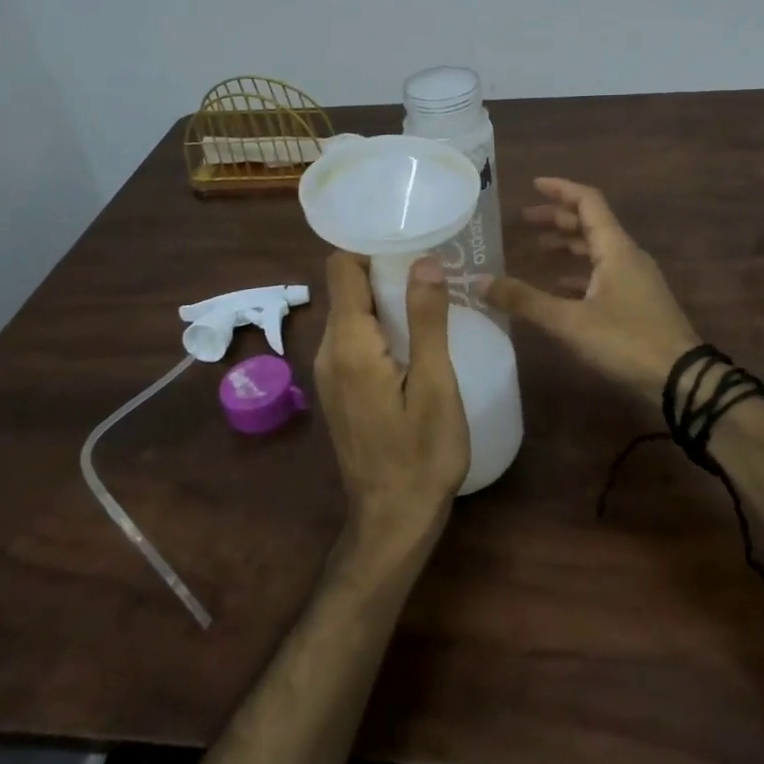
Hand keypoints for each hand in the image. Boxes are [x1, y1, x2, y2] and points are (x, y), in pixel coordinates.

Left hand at [313, 253, 469, 553]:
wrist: (392, 521)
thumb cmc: (421, 455)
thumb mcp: (435, 385)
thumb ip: (426, 320)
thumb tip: (424, 260)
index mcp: (349, 344)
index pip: (341, 268)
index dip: (372, 247)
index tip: (412, 242)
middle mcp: (329, 350)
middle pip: (347, 287)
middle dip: (385, 269)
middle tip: (434, 267)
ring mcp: (329, 372)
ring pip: (351, 312)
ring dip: (385, 298)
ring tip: (431, 298)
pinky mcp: (339, 389)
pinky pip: (354, 338)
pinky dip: (380, 325)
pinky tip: (415, 337)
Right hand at [483, 177, 699, 402]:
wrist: (682, 380)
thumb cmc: (627, 341)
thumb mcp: (570, 321)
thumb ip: (525, 301)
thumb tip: (479, 282)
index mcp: (615, 248)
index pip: (588, 202)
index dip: (560, 190)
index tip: (533, 185)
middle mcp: (627, 256)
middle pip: (591, 224)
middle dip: (558, 218)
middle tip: (525, 221)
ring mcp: (636, 280)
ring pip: (598, 250)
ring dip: (568, 245)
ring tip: (538, 251)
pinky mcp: (638, 302)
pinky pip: (604, 274)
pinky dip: (579, 273)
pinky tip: (560, 290)